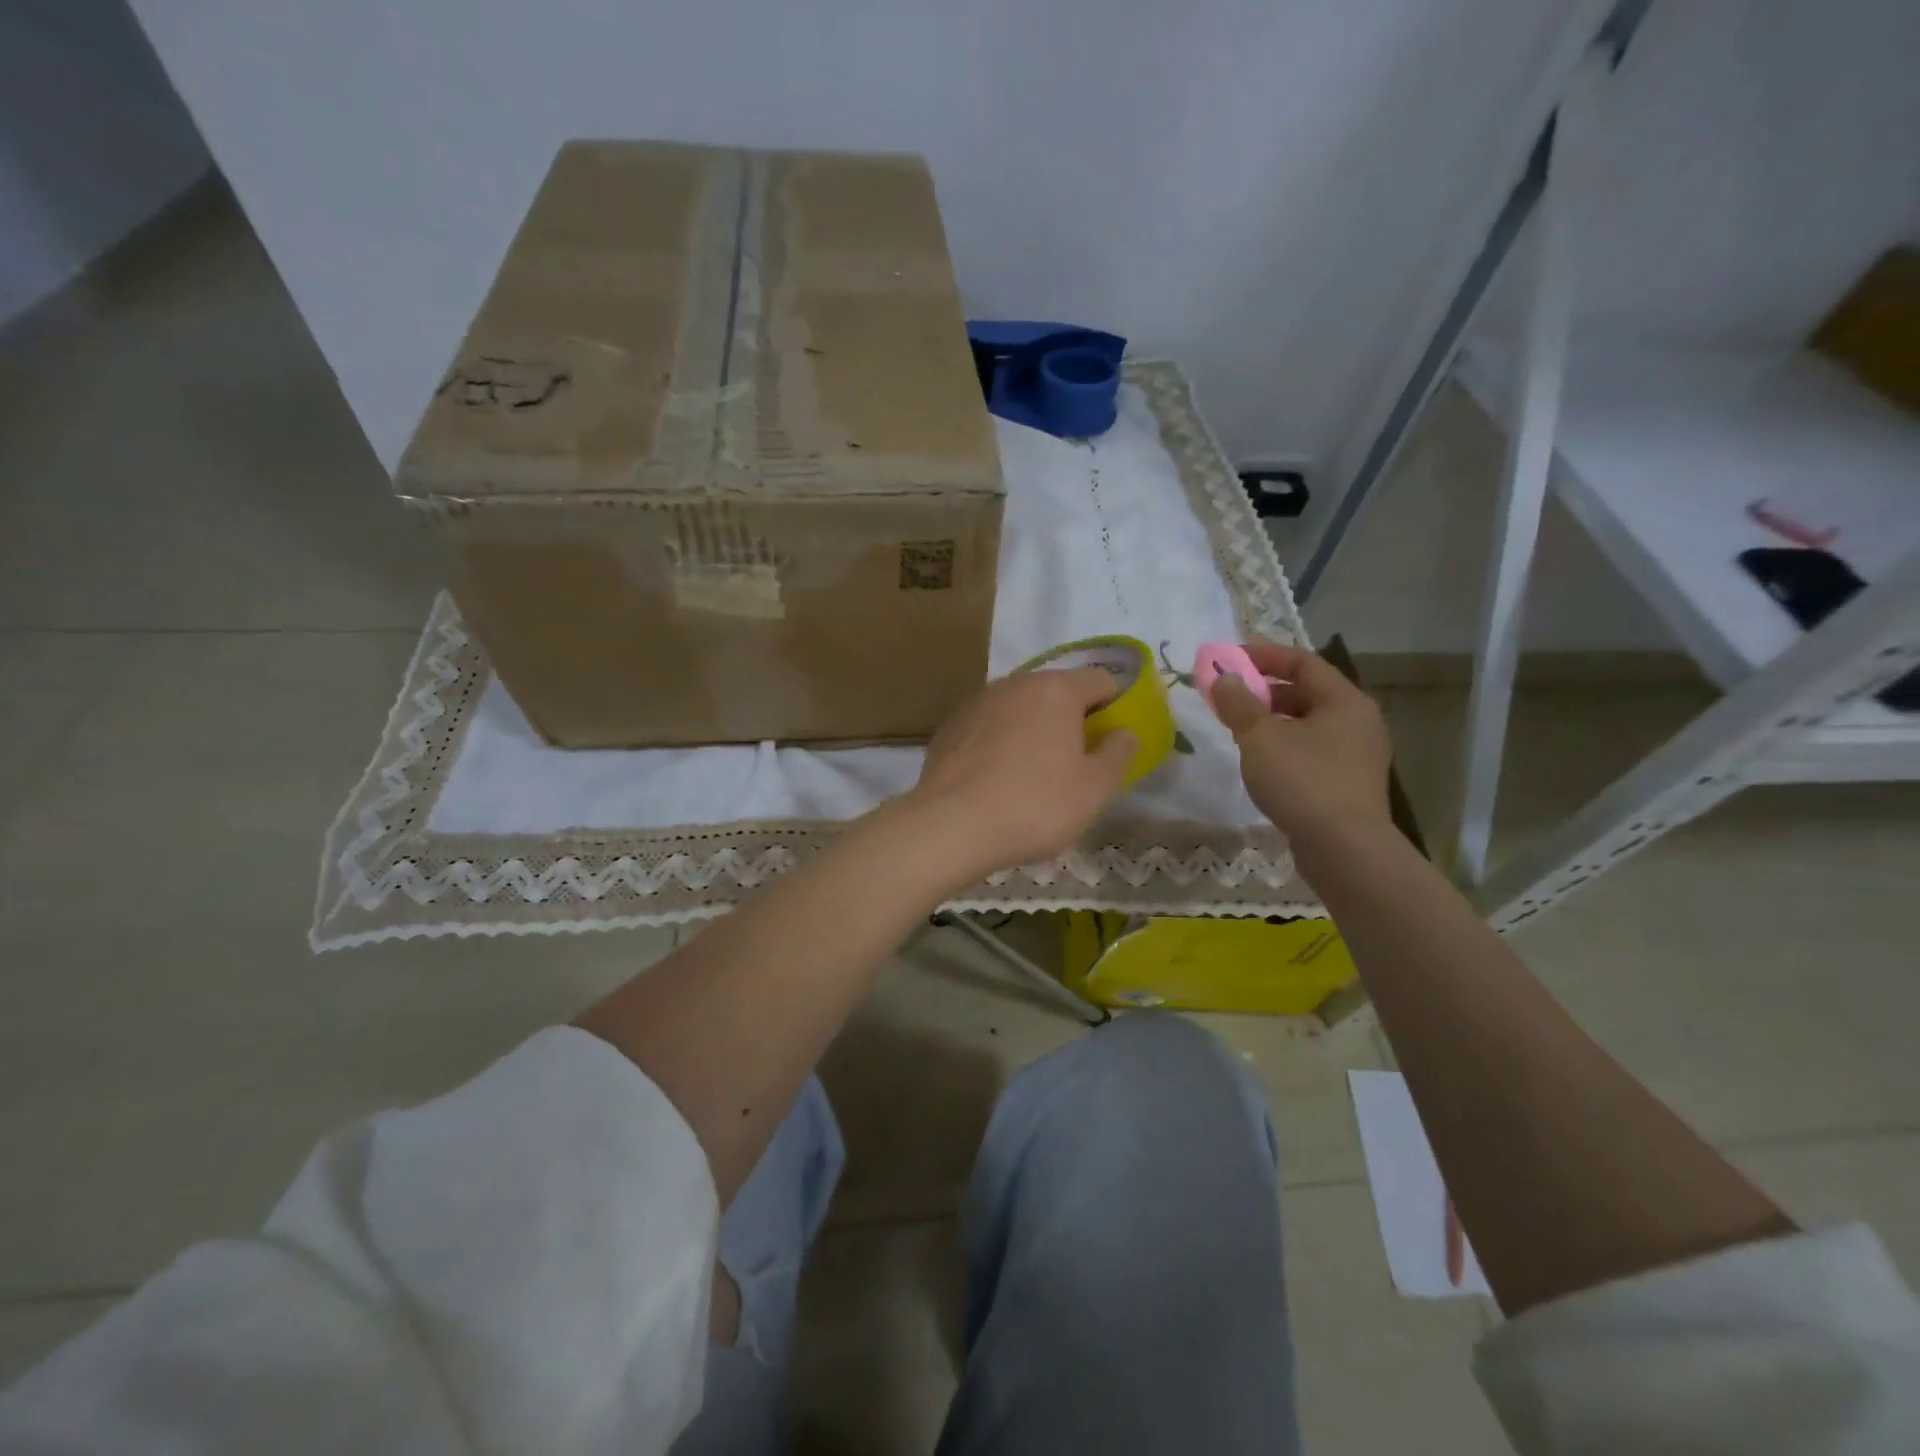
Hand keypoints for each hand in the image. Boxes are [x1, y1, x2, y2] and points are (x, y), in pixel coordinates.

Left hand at [906, 667, 1135, 882]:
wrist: (951, 825)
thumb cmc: (1035, 805)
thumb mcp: (1095, 788)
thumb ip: (1119, 753)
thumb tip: (1125, 732)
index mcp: (1056, 689)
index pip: (1101, 681)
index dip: (1114, 708)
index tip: (1110, 743)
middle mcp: (1015, 683)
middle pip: (1057, 692)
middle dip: (1071, 720)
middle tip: (1074, 764)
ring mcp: (977, 701)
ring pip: (1020, 708)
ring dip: (1033, 730)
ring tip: (1031, 775)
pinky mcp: (950, 725)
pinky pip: (989, 726)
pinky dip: (1000, 742)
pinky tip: (995, 779)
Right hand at [1209, 640, 1392, 845]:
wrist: (1344, 849)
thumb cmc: (1302, 781)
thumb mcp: (1259, 737)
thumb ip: (1239, 703)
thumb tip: (1225, 679)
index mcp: (1344, 700)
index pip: (1303, 662)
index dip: (1265, 656)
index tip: (1230, 660)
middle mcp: (1359, 721)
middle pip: (1308, 692)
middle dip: (1266, 691)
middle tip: (1231, 698)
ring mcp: (1358, 755)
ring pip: (1310, 724)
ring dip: (1274, 721)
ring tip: (1241, 732)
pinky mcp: (1350, 783)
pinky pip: (1314, 750)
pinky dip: (1287, 746)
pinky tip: (1263, 763)